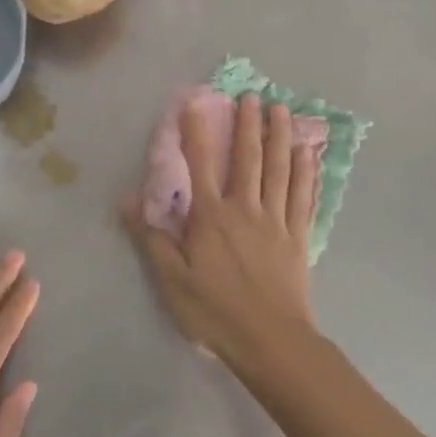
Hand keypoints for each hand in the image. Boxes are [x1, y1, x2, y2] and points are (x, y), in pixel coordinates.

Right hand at [123, 93, 320, 373]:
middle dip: (248, 124)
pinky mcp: (298, 237)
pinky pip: (303, 197)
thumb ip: (151, 237)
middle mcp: (246, 209)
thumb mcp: (171, 280)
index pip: (202, 164)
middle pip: (248, 158)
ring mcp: (276, 221)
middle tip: (252, 95)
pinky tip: (309, 154)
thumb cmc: (215, 312)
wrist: (270, 341)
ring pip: (279, 170)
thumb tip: (126, 198)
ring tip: (282, 109)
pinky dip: (306, 173)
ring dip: (280, 136)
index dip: (197, 131)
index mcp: (212, 217)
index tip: (196, 102)